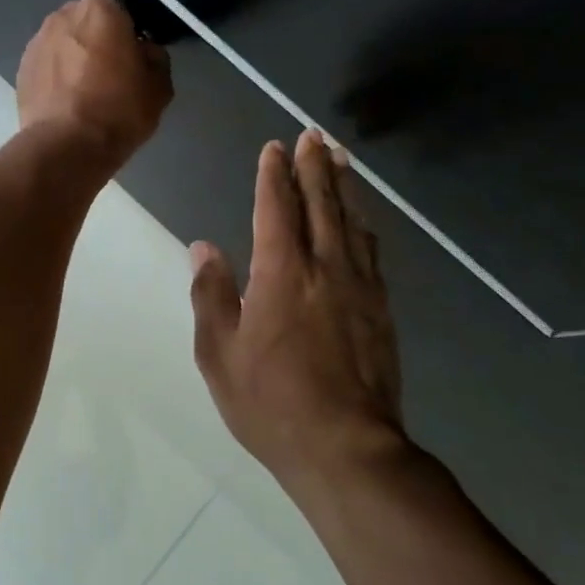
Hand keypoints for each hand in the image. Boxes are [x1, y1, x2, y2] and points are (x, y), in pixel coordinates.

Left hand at [17, 0, 171, 165]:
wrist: (66, 146)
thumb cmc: (119, 110)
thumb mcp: (158, 87)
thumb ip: (155, 57)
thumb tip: (145, 49)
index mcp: (99, 11)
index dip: (119, 15)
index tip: (128, 40)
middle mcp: (63, 16)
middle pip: (81, 14)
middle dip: (93, 32)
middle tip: (108, 64)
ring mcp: (37, 42)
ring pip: (61, 38)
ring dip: (71, 52)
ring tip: (84, 86)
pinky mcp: (21, 69)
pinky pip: (45, 61)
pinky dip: (54, 73)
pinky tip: (66, 100)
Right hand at [189, 129, 406, 492]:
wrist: (348, 449)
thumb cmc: (272, 403)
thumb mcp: (220, 354)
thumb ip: (211, 295)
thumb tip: (203, 248)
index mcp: (281, 272)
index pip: (276, 207)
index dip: (274, 174)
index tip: (275, 147)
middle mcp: (324, 267)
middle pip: (321, 202)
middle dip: (315, 165)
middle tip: (313, 135)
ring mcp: (359, 287)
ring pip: (352, 221)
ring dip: (344, 185)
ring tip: (341, 158)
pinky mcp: (381, 309)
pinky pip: (371, 251)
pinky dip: (364, 224)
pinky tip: (363, 219)